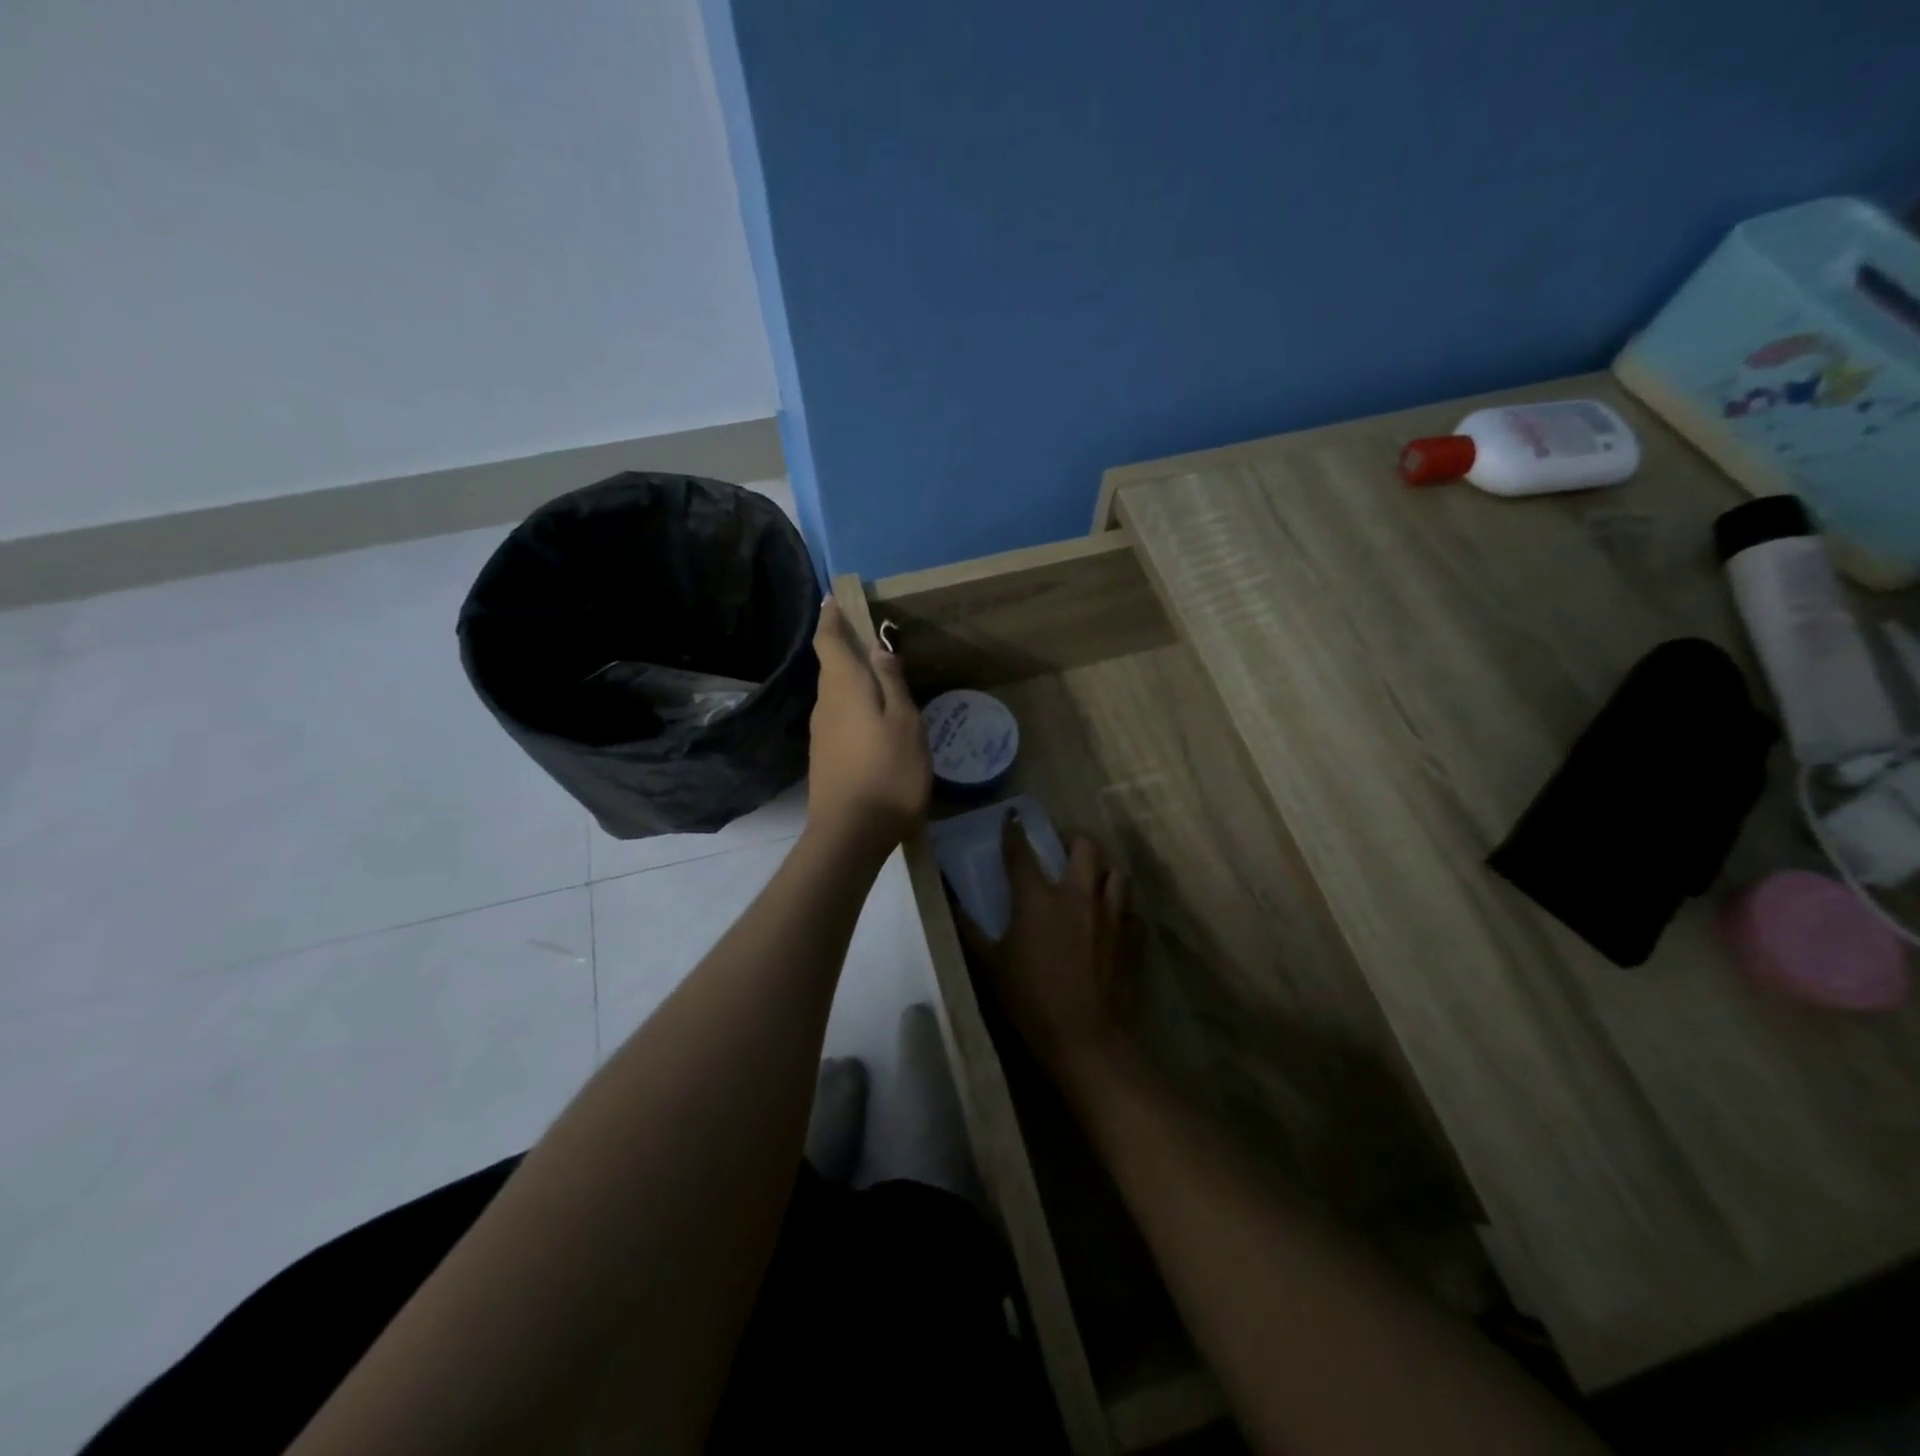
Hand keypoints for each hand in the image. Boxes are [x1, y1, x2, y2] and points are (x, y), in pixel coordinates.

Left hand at [805, 597, 931, 854]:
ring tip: (878, 674)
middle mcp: (825, 704)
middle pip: (830, 665)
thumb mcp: (904, 723)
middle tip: (871, 634)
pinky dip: (852, 704)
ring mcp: (820, 732)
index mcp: (844, 687)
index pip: (828, 640)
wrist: (850, 834)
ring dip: (850, 677)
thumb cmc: (888, 773)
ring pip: (835, 692)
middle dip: (845, 645)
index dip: (831, 617)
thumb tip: (878, 648)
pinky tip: (872, 717)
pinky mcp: (823, 756)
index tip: (835, 598)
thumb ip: (892, 684)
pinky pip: (837, 715)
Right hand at [967, 813, 1138, 1089]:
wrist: (1085, 1039)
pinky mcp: (1132, 939)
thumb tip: (951, 903)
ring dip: (1102, 870)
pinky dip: (1121, 907)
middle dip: (1073, 839)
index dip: (1014, 832)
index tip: (1012, 817)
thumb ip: (969, 931)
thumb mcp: (990, 966)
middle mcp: (1078, 897)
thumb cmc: (1030, 1001)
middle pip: (1085, 848)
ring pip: (1116, 873)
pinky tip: (1112, 919)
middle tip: (1062, 847)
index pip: (1022, 854)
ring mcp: (1111, 916)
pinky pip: (1131, 910)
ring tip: (1092, 879)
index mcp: (1039, 900)